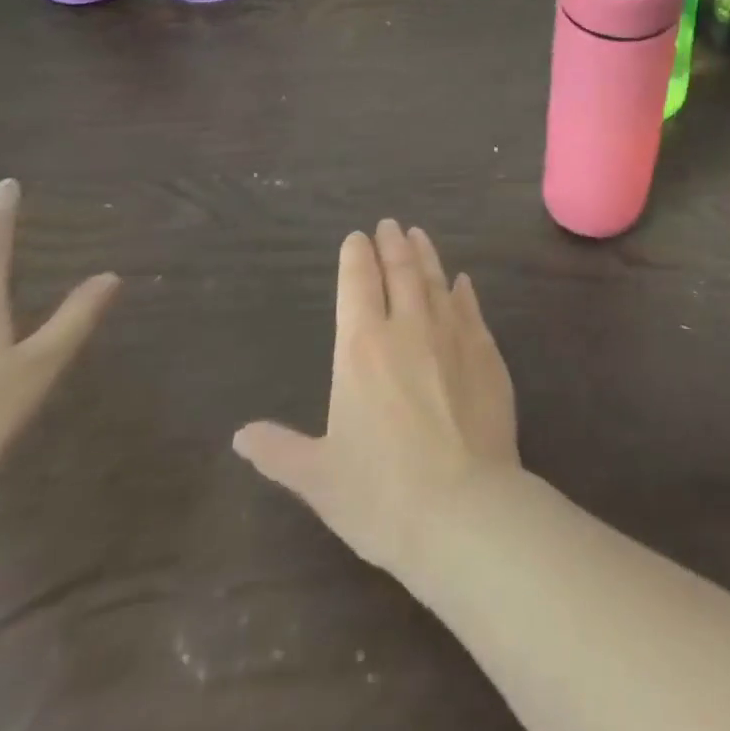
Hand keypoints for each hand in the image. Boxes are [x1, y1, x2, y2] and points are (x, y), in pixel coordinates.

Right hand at [233, 219, 517, 575]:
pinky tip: (462, 281)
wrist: (463, 506)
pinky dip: (463, 291)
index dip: (355, 257)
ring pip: (436, 281)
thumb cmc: (379, 494)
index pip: (357, 285)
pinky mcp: (488, 351)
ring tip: (419, 235)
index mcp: (362, 349)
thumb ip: (279, 450)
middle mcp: (409, 328)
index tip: (356, 237)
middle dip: (392, 244)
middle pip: (400, 272)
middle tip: (389, 224)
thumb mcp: (317, 477)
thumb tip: (241, 435)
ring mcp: (453, 335)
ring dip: (426, 256)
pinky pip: (471, 309)